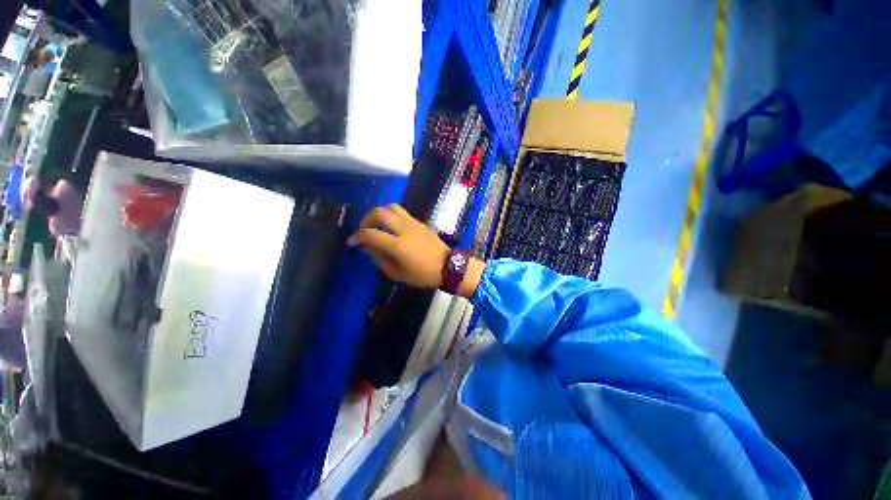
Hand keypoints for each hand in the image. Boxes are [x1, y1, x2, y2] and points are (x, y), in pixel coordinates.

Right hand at [348, 204, 450, 288]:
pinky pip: (402, 212)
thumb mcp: (398, 274)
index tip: (352, 242)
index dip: (357, 237)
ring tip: (376, 224)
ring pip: (391, 207)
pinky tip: (391, 226)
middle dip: (366, 219)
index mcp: (398, 245)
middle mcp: (404, 229)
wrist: (448, 266)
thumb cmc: (423, 275)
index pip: (371, 234)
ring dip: (380, 213)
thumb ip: (380, 259)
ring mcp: (413, 223)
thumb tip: (369, 247)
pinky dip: (391, 215)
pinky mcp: (420, 222)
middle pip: (380, 213)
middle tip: (364, 230)